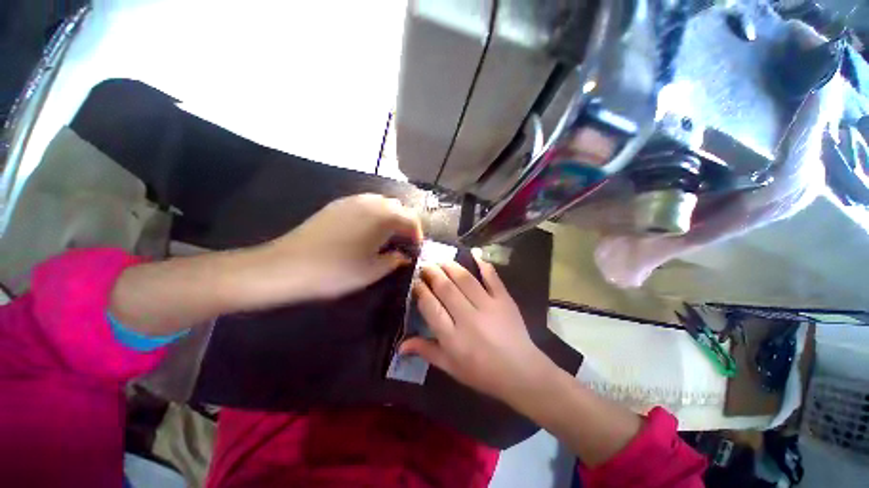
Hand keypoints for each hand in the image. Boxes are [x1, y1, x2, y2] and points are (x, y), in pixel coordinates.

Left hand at [246, 194, 422, 303]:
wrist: (287, 266)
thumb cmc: (337, 271)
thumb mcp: (373, 271)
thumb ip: (395, 260)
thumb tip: (404, 255)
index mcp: (384, 216)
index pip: (411, 219)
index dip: (417, 235)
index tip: (415, 250)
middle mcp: (371, 202)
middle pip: (398, 208)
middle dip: (405, 224)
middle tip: (402, 243)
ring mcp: (351, 201)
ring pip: (381, 203)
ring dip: (390, 218)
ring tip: (386, 238)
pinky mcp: (336, 205)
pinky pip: (365, 204)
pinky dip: (374, 215)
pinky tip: (366, 232)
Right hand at [400, 259, 555, 404]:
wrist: (521, 372)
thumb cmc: (482, 373)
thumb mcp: (450, 367)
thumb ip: (426, 352)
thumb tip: (400, 346)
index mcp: (452, 338)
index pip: (431, 307)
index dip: (421, 291)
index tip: (416, 281)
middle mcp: (468, 318)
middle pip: (446, 288)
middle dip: (432, 273)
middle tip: (425, 265)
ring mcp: (488, 306)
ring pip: (465, 279)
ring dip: (451, 266)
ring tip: (441, 260)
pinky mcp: (504, 300)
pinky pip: (492, 278)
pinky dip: (483, 265)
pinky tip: (473, 255)